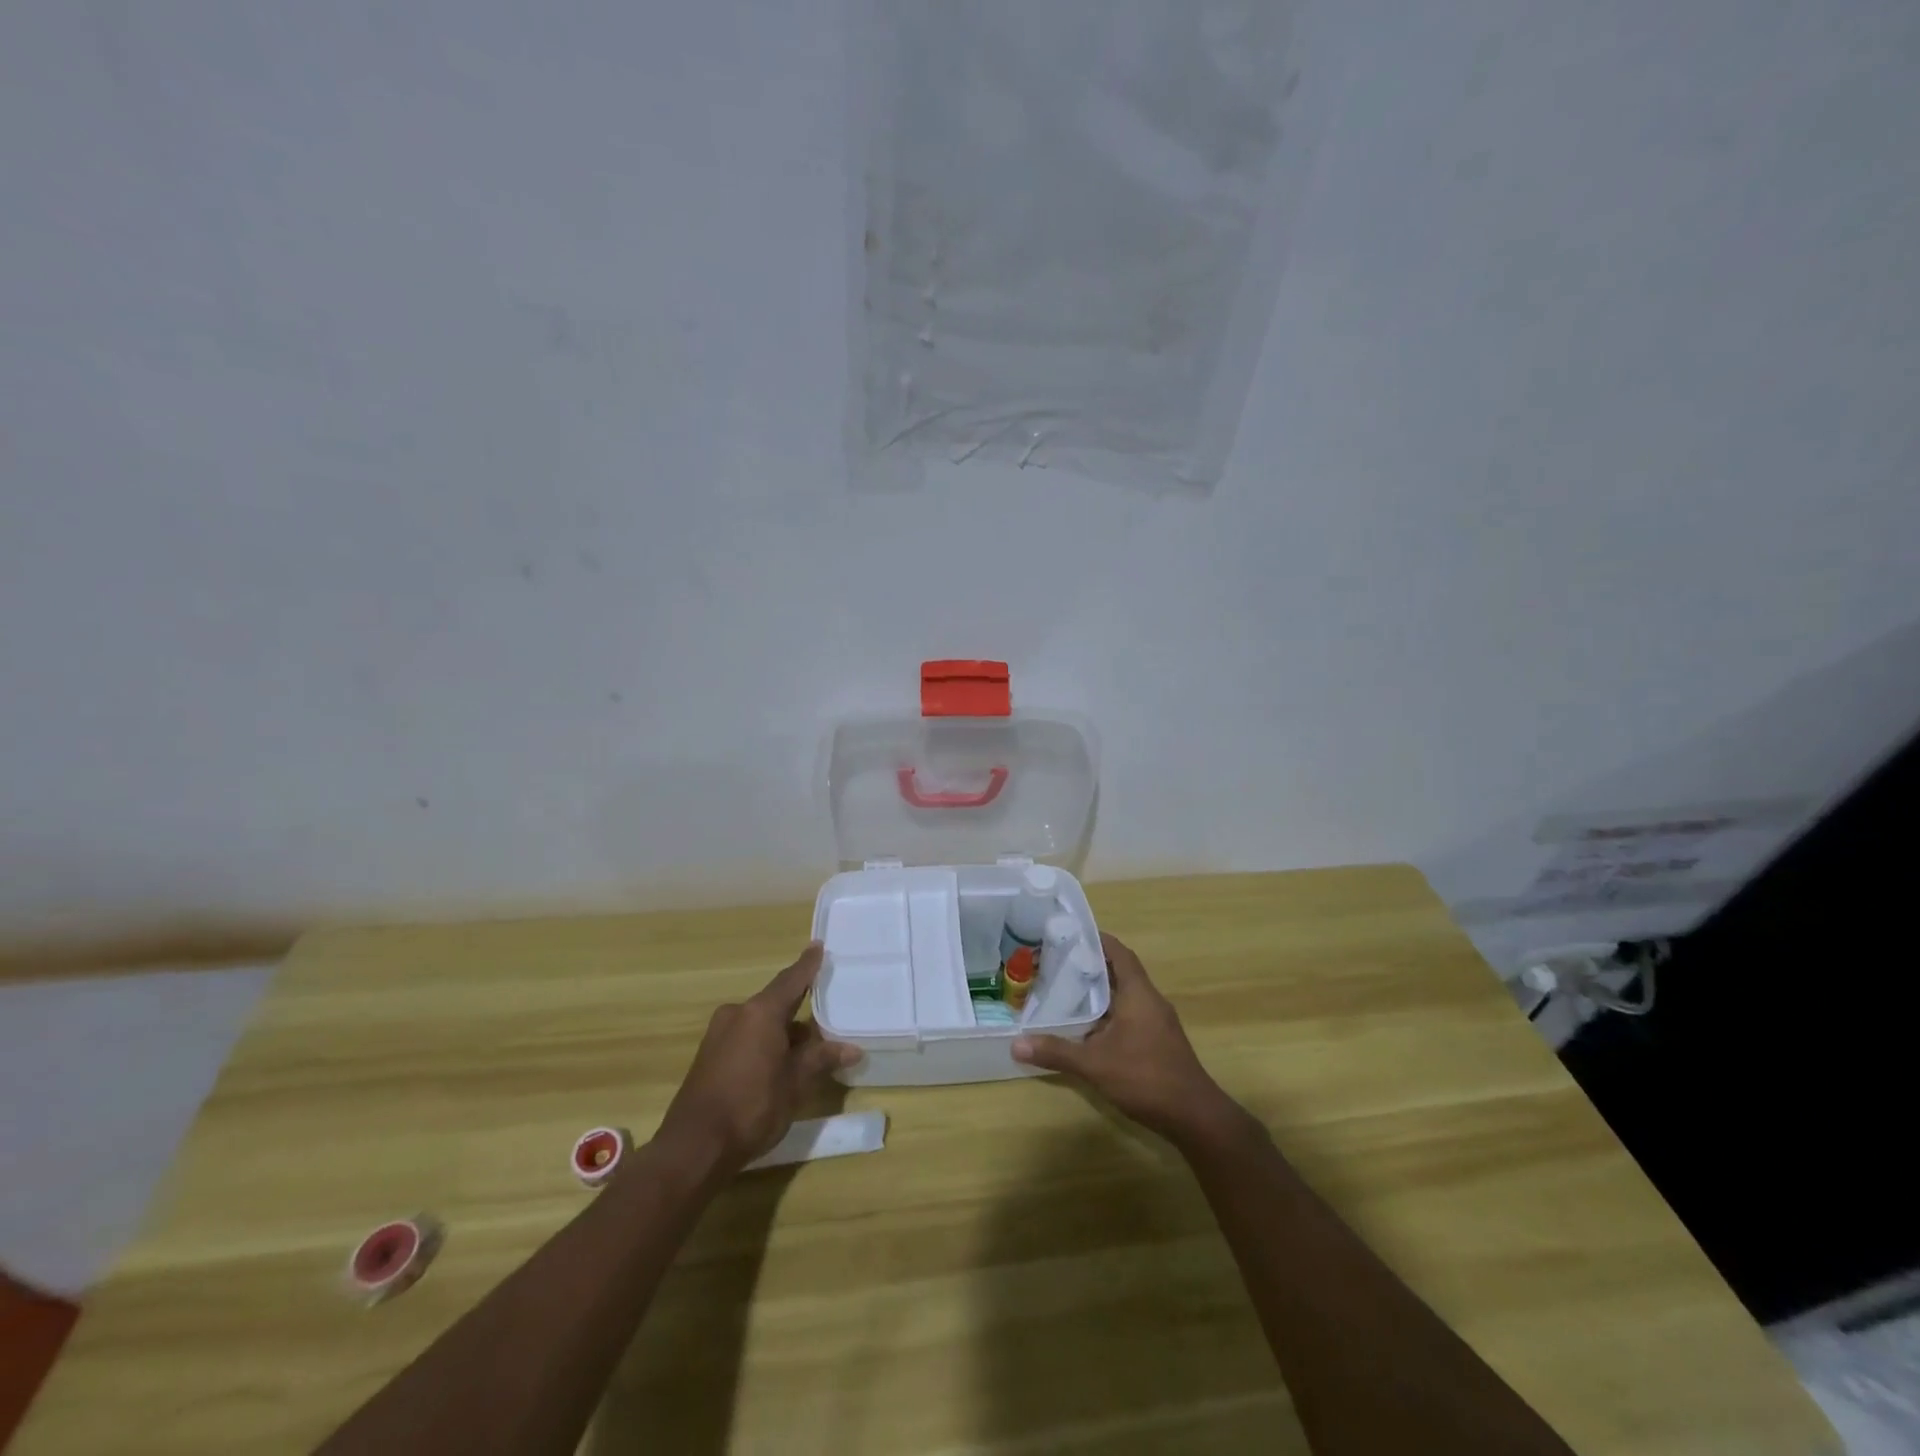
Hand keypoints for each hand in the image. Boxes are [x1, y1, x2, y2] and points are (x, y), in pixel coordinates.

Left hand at [654, 943, 860, 1172]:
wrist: (694, 1148)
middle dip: (799, 1010)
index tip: (819, 946)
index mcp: (760, 1012)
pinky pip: (746, 1037)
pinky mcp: (709, 1056)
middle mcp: (738, 1014)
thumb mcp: (795, 1084)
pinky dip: (765, 1043)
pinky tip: (780, 1064)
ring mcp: (719, 1035)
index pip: (791, 980)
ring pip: (760, 1023)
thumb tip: (852, 1048)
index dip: (808, 965)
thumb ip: (821, 1059)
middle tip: (826, 1016)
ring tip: (809, 1049)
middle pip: (775, 1003)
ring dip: (783, 1032)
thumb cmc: (752, 1107)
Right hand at [1012, 933, 1238, 1144]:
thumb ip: (1057, 1052)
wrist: (1193, 1116)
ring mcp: (1157, 1021)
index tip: (1070, 934)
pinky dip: (1109, 1012)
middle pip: (1120, 971)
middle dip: (1091, 965)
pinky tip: (1087, 1026)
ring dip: (1100, 990)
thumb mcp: (1095, 1064)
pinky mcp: (1158, 1040)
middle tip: (1058, 962)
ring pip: (1125, 994)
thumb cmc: (1146, 1077)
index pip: (1119, 953)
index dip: (1097, 940)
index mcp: (1139, 993)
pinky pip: (1130, 1013)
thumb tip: (1016, 1044)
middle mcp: (1150, 1000)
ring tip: (1066, 989)